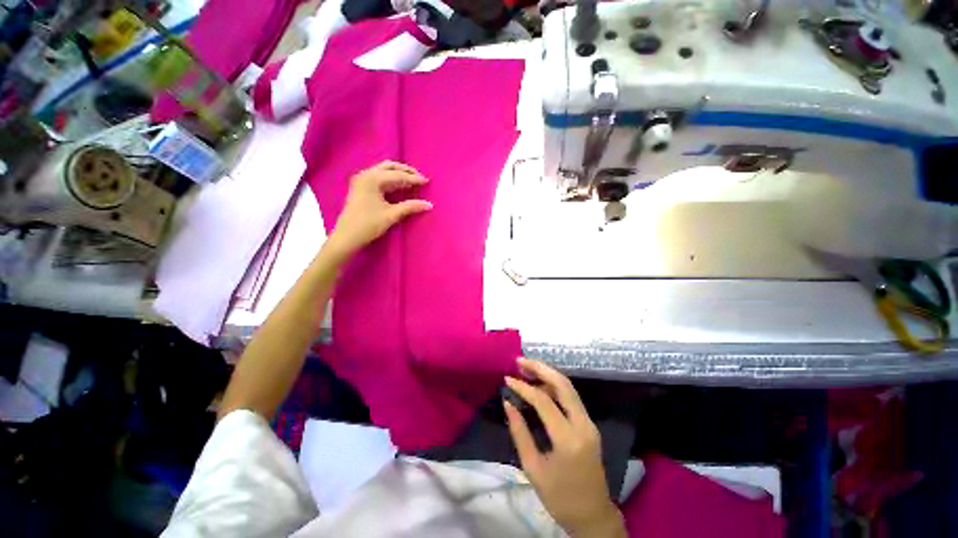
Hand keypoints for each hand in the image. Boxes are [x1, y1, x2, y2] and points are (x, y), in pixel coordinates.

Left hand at [326, 161, 431, 257]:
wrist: (347, 236)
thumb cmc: (369, 224)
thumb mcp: (392, 215)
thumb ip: (411, 207)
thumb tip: (429, 204)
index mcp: (372, 178)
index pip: (398, 175)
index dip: (414, 179)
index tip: (427, 181)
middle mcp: (366, 174)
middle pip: (389, 167)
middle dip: (406, 171)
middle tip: (420, 178)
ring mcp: (361, 179)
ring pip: (384, 170)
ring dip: (398, 174)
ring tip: (412, 182)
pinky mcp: (360, 186)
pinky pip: (379, 177)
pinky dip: (391, 179)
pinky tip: (400, 186)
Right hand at [505, 359, 625, 537]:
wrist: (593, 516)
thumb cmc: (559, 498)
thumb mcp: (533, 468)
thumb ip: (520, 432)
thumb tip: (508, 403)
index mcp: (568, 440)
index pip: (544, 401)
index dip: (523, 387)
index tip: (507, 379)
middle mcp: (583, 425)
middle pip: (563, 384)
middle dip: (540, 368)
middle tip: (520, 361)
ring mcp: (589, 423)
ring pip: (569, 387)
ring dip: (548, 374)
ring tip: (527, 369)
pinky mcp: (589, 424)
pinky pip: (571, 397)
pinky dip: (555, 386)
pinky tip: (540, 385)